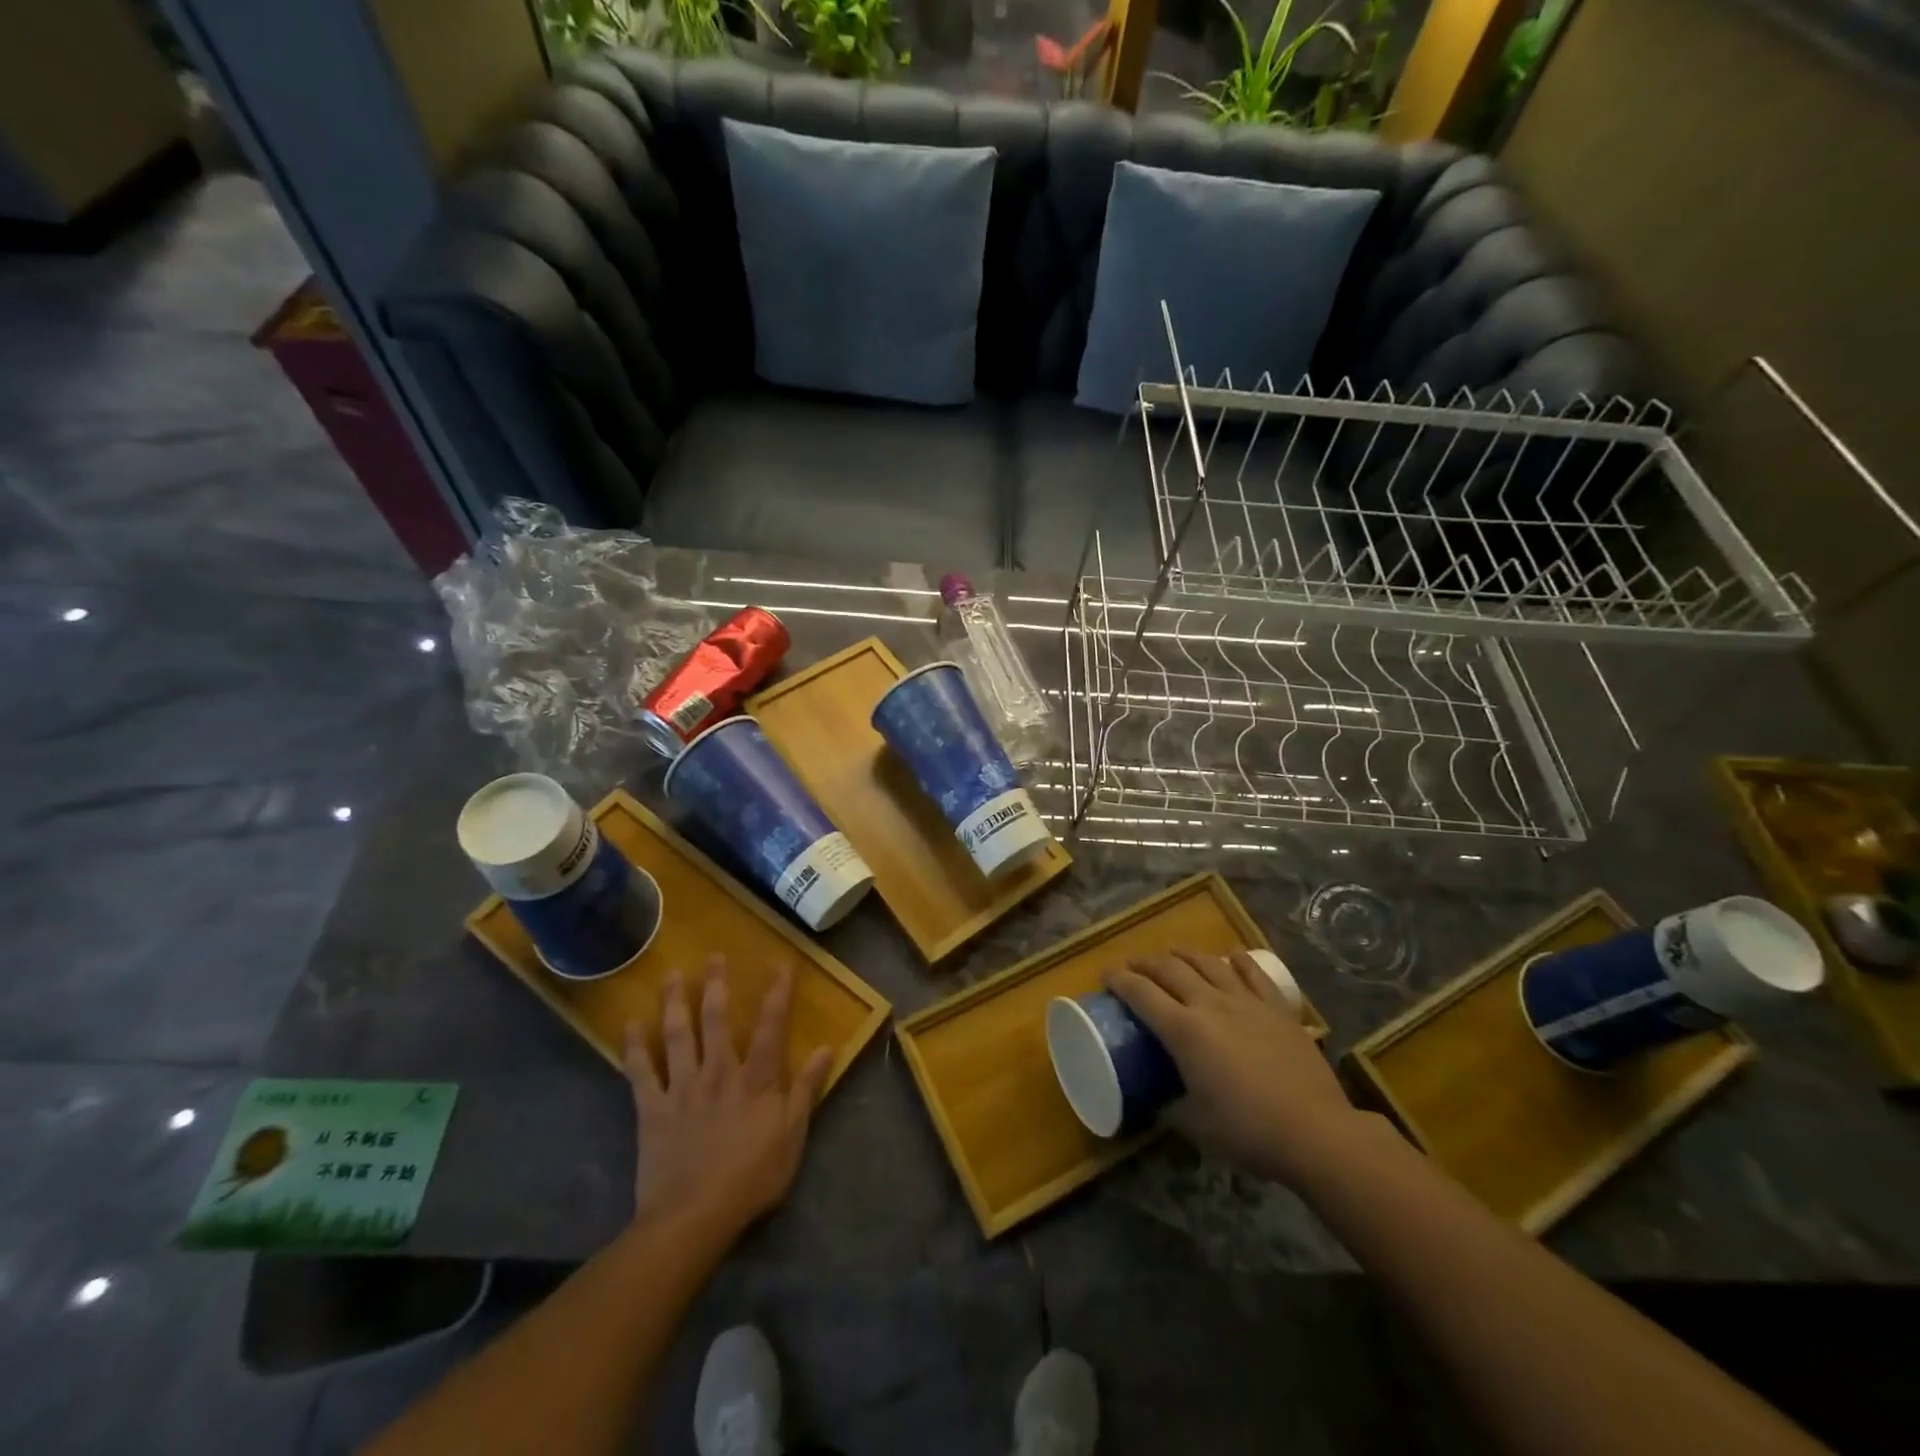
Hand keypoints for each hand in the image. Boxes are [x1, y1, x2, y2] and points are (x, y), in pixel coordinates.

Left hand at [624, 956, 831, 1238]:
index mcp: (756, 1079)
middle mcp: (719, 1071)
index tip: (782, 964)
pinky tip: (630, 1024)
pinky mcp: (652, 1108)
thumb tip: (827, 1048)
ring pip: (678, 1034)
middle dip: (716, 985)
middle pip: (716, 1019)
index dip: (778, 993)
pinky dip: (634, 1046)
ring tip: (672, 974)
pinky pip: (641, 1071)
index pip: (771, 1026)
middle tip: (713, 956)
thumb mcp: (793, 1136)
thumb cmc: (751, 1177)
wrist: (693, 1216)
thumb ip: (807, 1089)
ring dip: (675, 1002)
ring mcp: (682, 1087)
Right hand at [1111, 949, 1362, 1186]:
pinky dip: (1238, 960)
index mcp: (1184, 1031)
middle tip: (1133, 967)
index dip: (1119, 980)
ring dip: (1184, 955)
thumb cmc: (1248, 1132)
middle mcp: (1210, 1004)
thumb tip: (1156, 1103)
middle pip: (1169, 969)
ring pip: (1208, 962)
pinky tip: (1230, 956)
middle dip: (1145, 963)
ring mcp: (1246, 1001)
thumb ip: (1171, 1109)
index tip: (1106, 976)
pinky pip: (1253, 973)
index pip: (1140, 993)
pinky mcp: (1277, 1008)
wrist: (1316, 1132)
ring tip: (1172, 955)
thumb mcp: (1197, 1127)